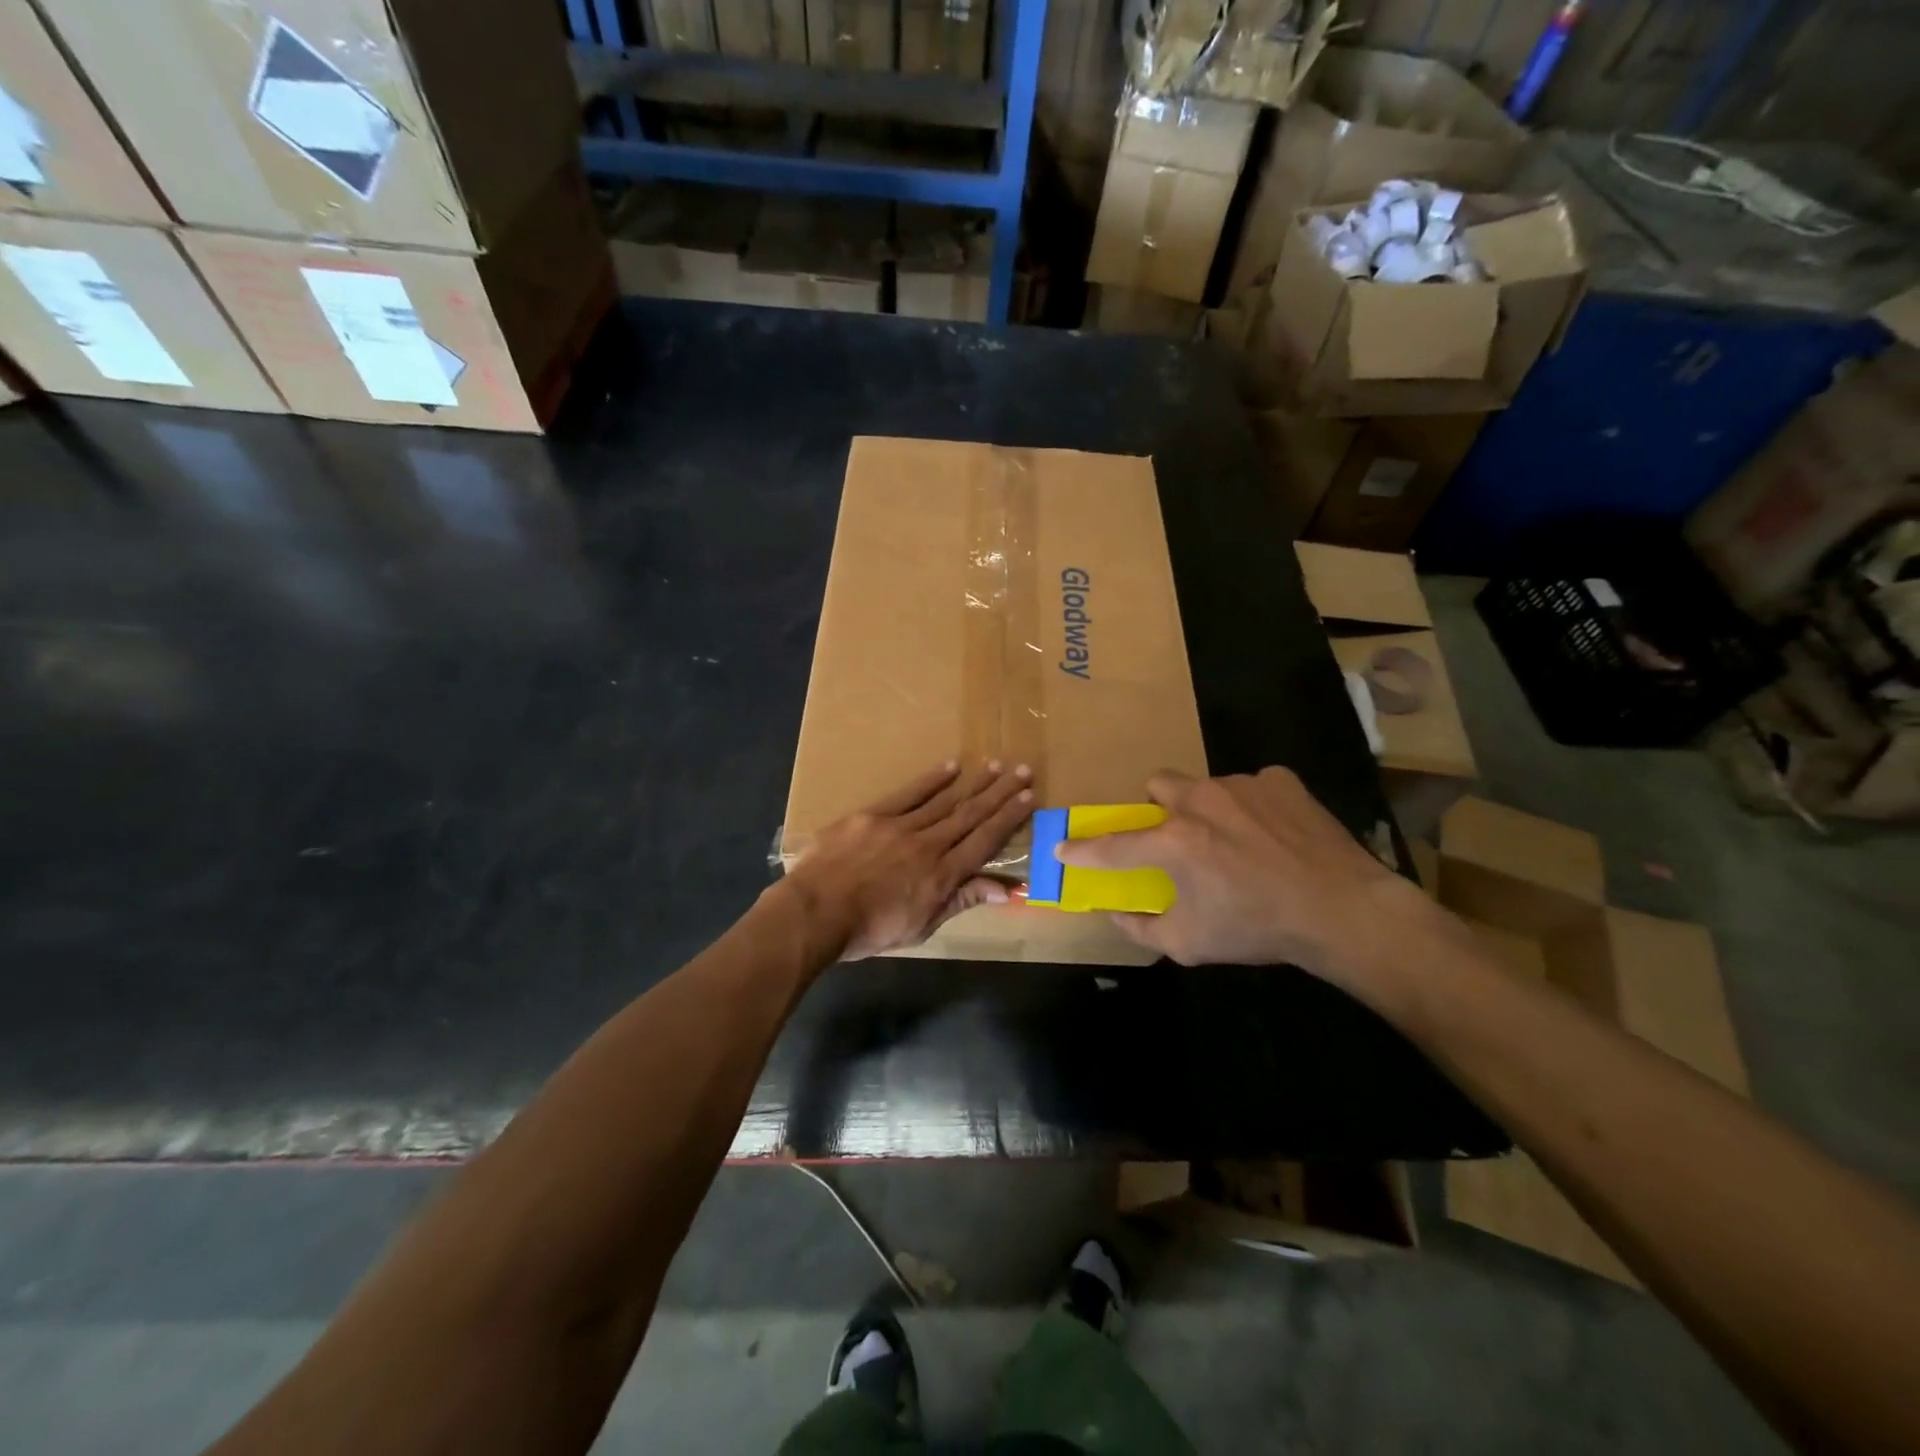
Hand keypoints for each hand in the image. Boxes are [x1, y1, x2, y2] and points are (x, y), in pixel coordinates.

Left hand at [785, 761, 1033, 960]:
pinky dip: (931, 780)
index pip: (984, 842)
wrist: (815, 913)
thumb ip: (960, 901)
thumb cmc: (868, 931)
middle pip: (970, 815)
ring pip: (944, 801)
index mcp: (942, 876)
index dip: (1008, 819)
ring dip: (973, 783)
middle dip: (999, 793)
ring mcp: (900, 827)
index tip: (1028, 798)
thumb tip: (1003, 889)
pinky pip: (908, 794)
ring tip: (995, 765)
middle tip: (1023, 771)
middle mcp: (928, 845)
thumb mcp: (920, 927)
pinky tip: (950, 767)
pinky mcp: (873, 815)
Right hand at [1053, 767, 1432, 985]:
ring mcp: (1242, 785)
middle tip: (1176, 837)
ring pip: (1205, 785)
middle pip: (1157, 785)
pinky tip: (1273, 835)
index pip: (1113, 845)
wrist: (1343, 911)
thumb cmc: (1258, 929)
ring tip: (1235, 841)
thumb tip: (1115, 913)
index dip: (1083, 849)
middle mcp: (1200, 801)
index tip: (1062, 847)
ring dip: (1206, 809)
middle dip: (1158, 809)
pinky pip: (1252, 786)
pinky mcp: (1280, 781)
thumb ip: (1141, 928)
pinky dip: (1252, 807)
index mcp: (1173, 842)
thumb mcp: (1190, 944)